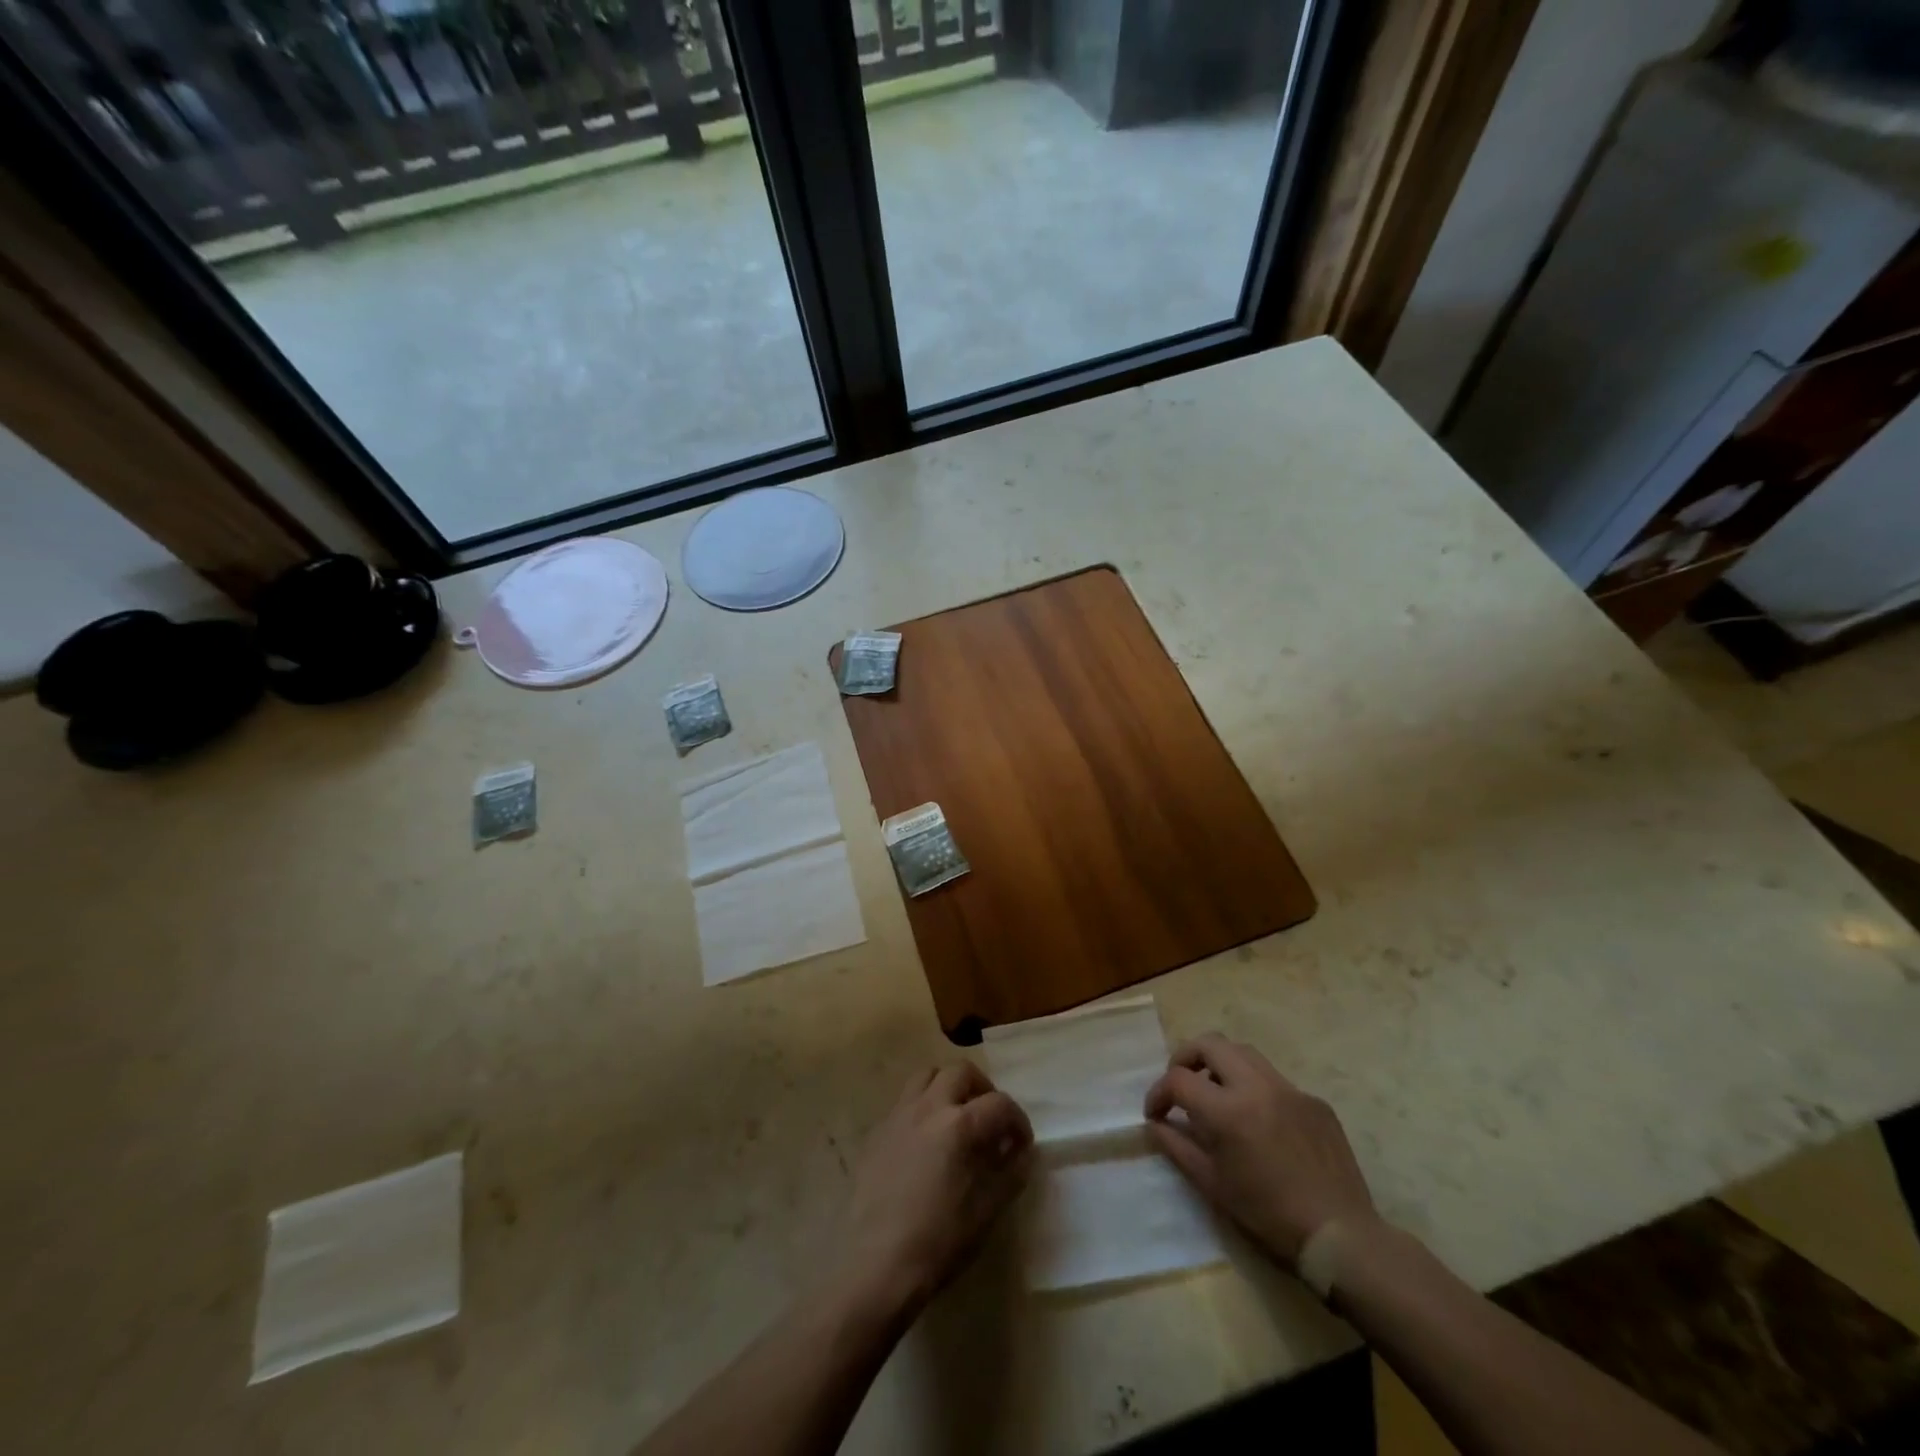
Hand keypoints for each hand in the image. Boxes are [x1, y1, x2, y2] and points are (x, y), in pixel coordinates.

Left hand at [832, 1063, 1032, 1317]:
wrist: (876, 1264)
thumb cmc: (939, 1240)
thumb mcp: (986, 1211)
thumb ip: (1010, 1174)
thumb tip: (1022, 1153)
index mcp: (959, 1124)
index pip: (999, 1103)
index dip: (1018, 1120)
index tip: (1022, 1143)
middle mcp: (928, 1107)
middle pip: (961, 1071)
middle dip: (982, 1089)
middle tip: (990, 1119)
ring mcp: (898, 1115)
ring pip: (927, 1076)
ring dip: (948, 1087)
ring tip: (957, 1117)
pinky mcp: (877, 1131)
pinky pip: (904, 1101)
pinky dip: (923, 1107)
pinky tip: (926, 1140)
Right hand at [1144, 1034, 1374, 1265]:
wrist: (1340, 1235)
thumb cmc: (1268, 1215)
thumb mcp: (1213, 1185)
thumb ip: (1178, 1147)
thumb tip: (1157, 1124)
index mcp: (1228, 1110)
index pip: (1179, 1079)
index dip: (1159, 1093)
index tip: (1155, 1113)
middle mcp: (1257, 1086)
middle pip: (1210, 1043)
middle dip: (1186, 1058)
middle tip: (1181, 1084)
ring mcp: (1290, 1089)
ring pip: (1243, 1052)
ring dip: (1221, 1064)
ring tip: (1216, 1093)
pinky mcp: (1314, 1101)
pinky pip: (1275, 1080)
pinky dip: (1255, 1088)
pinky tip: (1260, 1122)